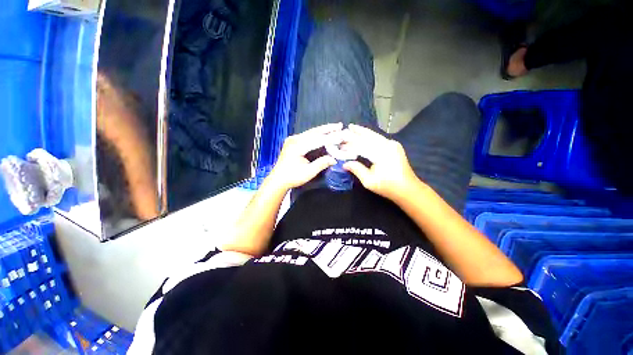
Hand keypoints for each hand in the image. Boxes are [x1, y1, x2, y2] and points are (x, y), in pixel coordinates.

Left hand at [267, 123, 342, 190]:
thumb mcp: (309, 172)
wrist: (278, 179)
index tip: (342, 135)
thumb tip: (334, 159)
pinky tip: (323, 133)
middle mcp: (294, 139)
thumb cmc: (293, 177)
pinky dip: (316, 134)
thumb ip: (321, 164)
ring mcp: (292, 139)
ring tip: (334, 127)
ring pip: (310, 132)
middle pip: (314, 132)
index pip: (317, 140)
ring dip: (323, 130)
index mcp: (297, 146)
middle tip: (340, 125)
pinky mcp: (292, 142)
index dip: (330, 138)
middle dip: (327, 129)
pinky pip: (307, 135)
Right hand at [343, 124, 418, 200]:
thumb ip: (356, 169)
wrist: (407, 188)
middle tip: (344, 129)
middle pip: (368, 136)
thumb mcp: (369, 181)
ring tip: (352, 127)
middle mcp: (387, 145)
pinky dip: (369, 135)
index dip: (349, 144)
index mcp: (381, 154)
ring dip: (362, 131)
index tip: (340, 142)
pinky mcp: (394, 146)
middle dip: (355, 133)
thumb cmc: (387, 186)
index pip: (361, 145)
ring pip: (374, 135)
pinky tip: (364, 134)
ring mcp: (392, 144)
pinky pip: (379, 138)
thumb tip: (344, 164)